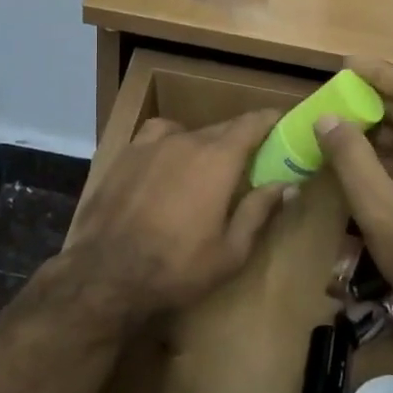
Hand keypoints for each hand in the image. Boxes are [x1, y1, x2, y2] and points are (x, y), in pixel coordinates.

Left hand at [58, 110, 290, 327]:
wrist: (106, 273)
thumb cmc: (177, 266)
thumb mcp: (231, 250)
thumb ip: (259, 210)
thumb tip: (286, 185)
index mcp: (218, 158)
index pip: (252, 123)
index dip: (271, 119)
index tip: (284, 120)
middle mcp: (186, 139)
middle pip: (222, 127)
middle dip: (241, 137)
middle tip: (253, 155)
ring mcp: (151, 144)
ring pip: (188, 132)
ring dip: (205, 142)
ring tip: (207, 164)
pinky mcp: (125, 154)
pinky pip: (157, 136)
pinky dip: (172, 142)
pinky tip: (168, 162)